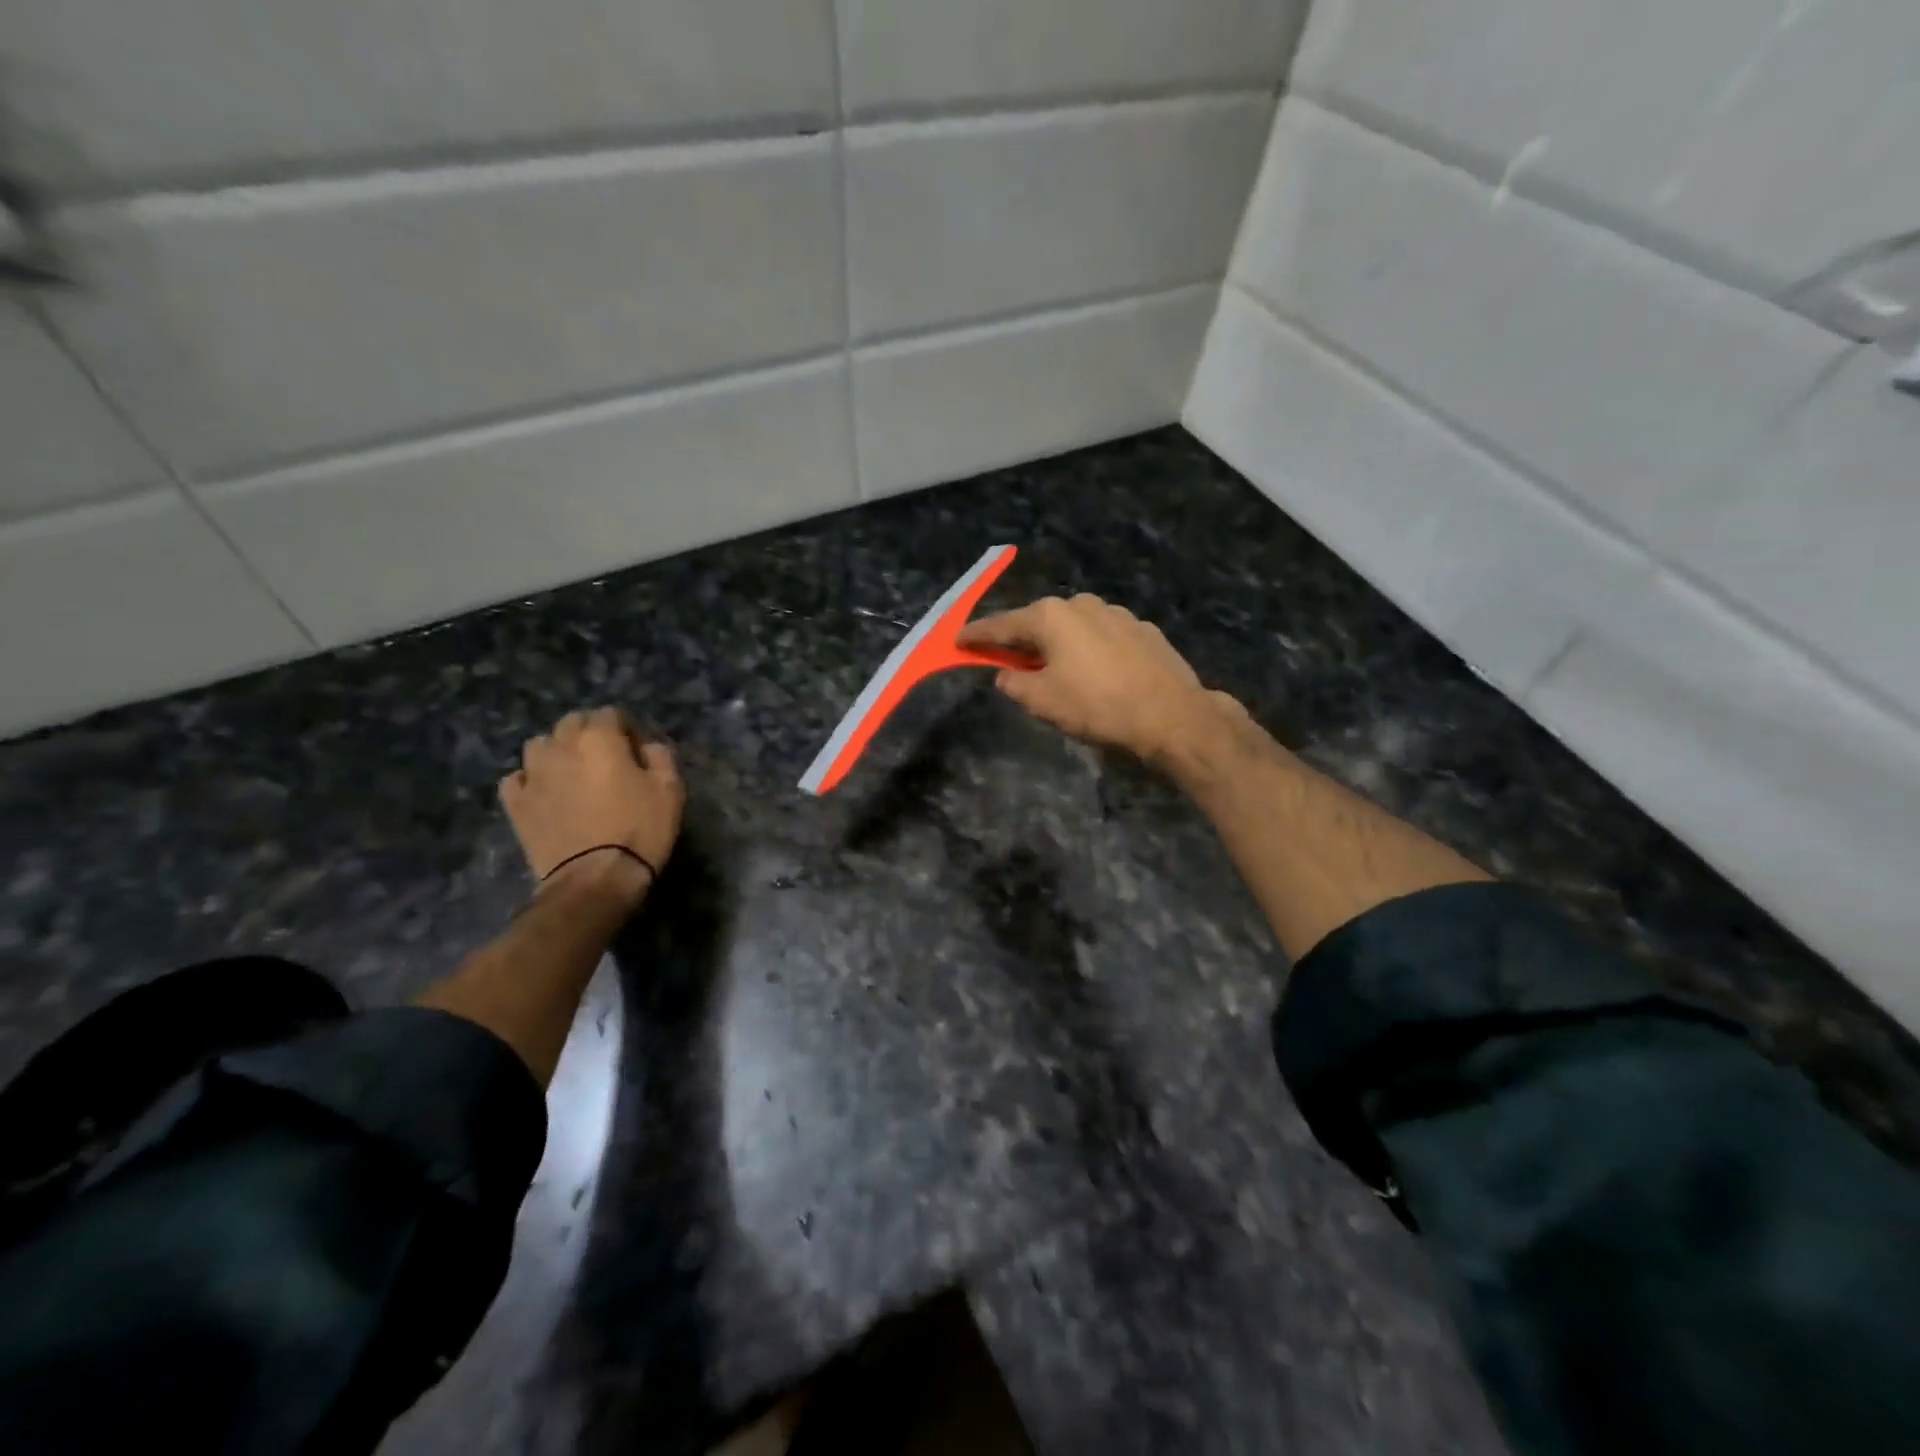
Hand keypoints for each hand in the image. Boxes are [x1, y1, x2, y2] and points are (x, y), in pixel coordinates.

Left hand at [500, 708, 683, 900]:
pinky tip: (544, 793)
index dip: (626, 727)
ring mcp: (533, 775)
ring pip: (540, 745)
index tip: (638, 749)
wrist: (595, 878)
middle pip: (571, 722)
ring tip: (573, 772)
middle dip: (590, 732)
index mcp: (599, 739)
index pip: (610, 713)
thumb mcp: (670, 791)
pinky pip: (517, 778)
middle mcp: (561, 747)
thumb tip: (648, 747)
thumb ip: (661, 758)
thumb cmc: (640, 830)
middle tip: (607, 758)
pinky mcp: (516, 804)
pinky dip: (530, 780)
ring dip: (557, 751)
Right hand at [958, 595, 1228, 763]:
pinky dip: (1090, 650)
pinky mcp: (1144, 630)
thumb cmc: (1097, 706)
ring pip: (1074, 628)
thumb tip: (1007, 674)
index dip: (976, 636)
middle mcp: (1082, 604)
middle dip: (1021, 640)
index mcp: (1051, 616)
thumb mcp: (1042, 701)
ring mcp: (1118, 614)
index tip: (958, 641)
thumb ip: (1014, 683)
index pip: (1001, 625)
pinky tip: (1097, 673)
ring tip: (1057, 670)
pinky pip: (1103, 637)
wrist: (1172, 716)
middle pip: (1039, 622)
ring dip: (1059, 645)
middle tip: (1008, 660)